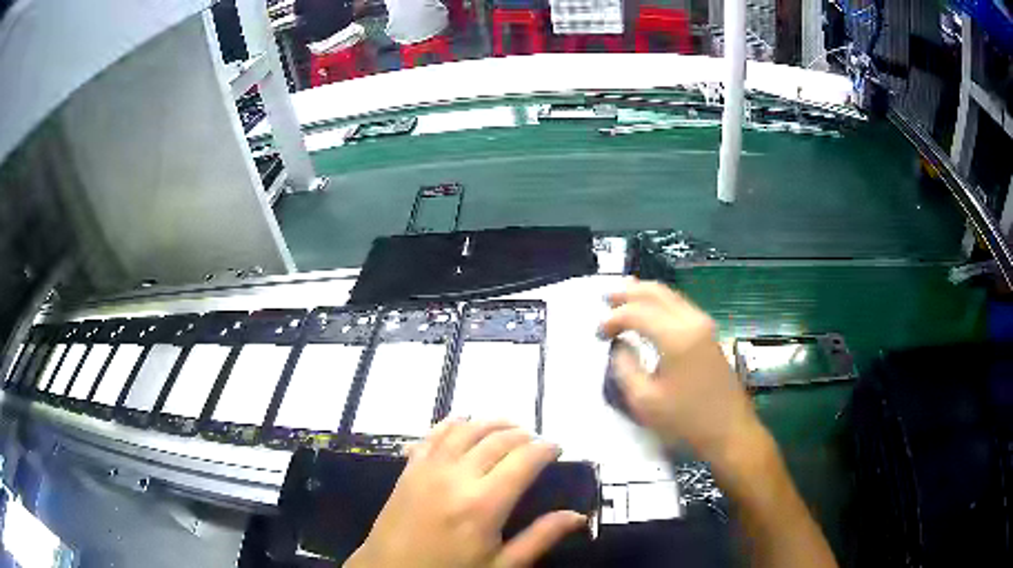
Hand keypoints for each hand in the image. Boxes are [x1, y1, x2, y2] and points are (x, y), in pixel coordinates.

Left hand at [345, 419, 586, 567]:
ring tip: (509, 428)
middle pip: (498, 439)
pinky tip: (464, 423)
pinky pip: (433, 434)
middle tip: (537, 442)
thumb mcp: (501, 566)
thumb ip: (539, 538)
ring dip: (492, 423)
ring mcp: (429, 468)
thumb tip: (577, 516)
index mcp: (484, 504)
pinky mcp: (409, 468)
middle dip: (523, 434)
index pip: (524, 460)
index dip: (546, 448)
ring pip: (467, 429)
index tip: (558, 448)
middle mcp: (457, 476)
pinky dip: (453, 423)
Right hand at [599, 281, 762, 465]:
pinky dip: (659, 303)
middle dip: (628, 293)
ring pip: (669, 295)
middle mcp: (692, 321)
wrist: (729, 430)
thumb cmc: (685, 420)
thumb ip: (625, 367)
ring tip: (621, 300)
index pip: (637, 312)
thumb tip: (620, 345)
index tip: (598, 334)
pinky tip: (648, 311)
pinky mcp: (709, 333)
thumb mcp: (644, 401)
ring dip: (644, 294)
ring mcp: (704, 325)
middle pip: (656, 292)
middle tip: (605, 299)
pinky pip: (679, 306)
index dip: (613, 318)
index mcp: (676, 337)